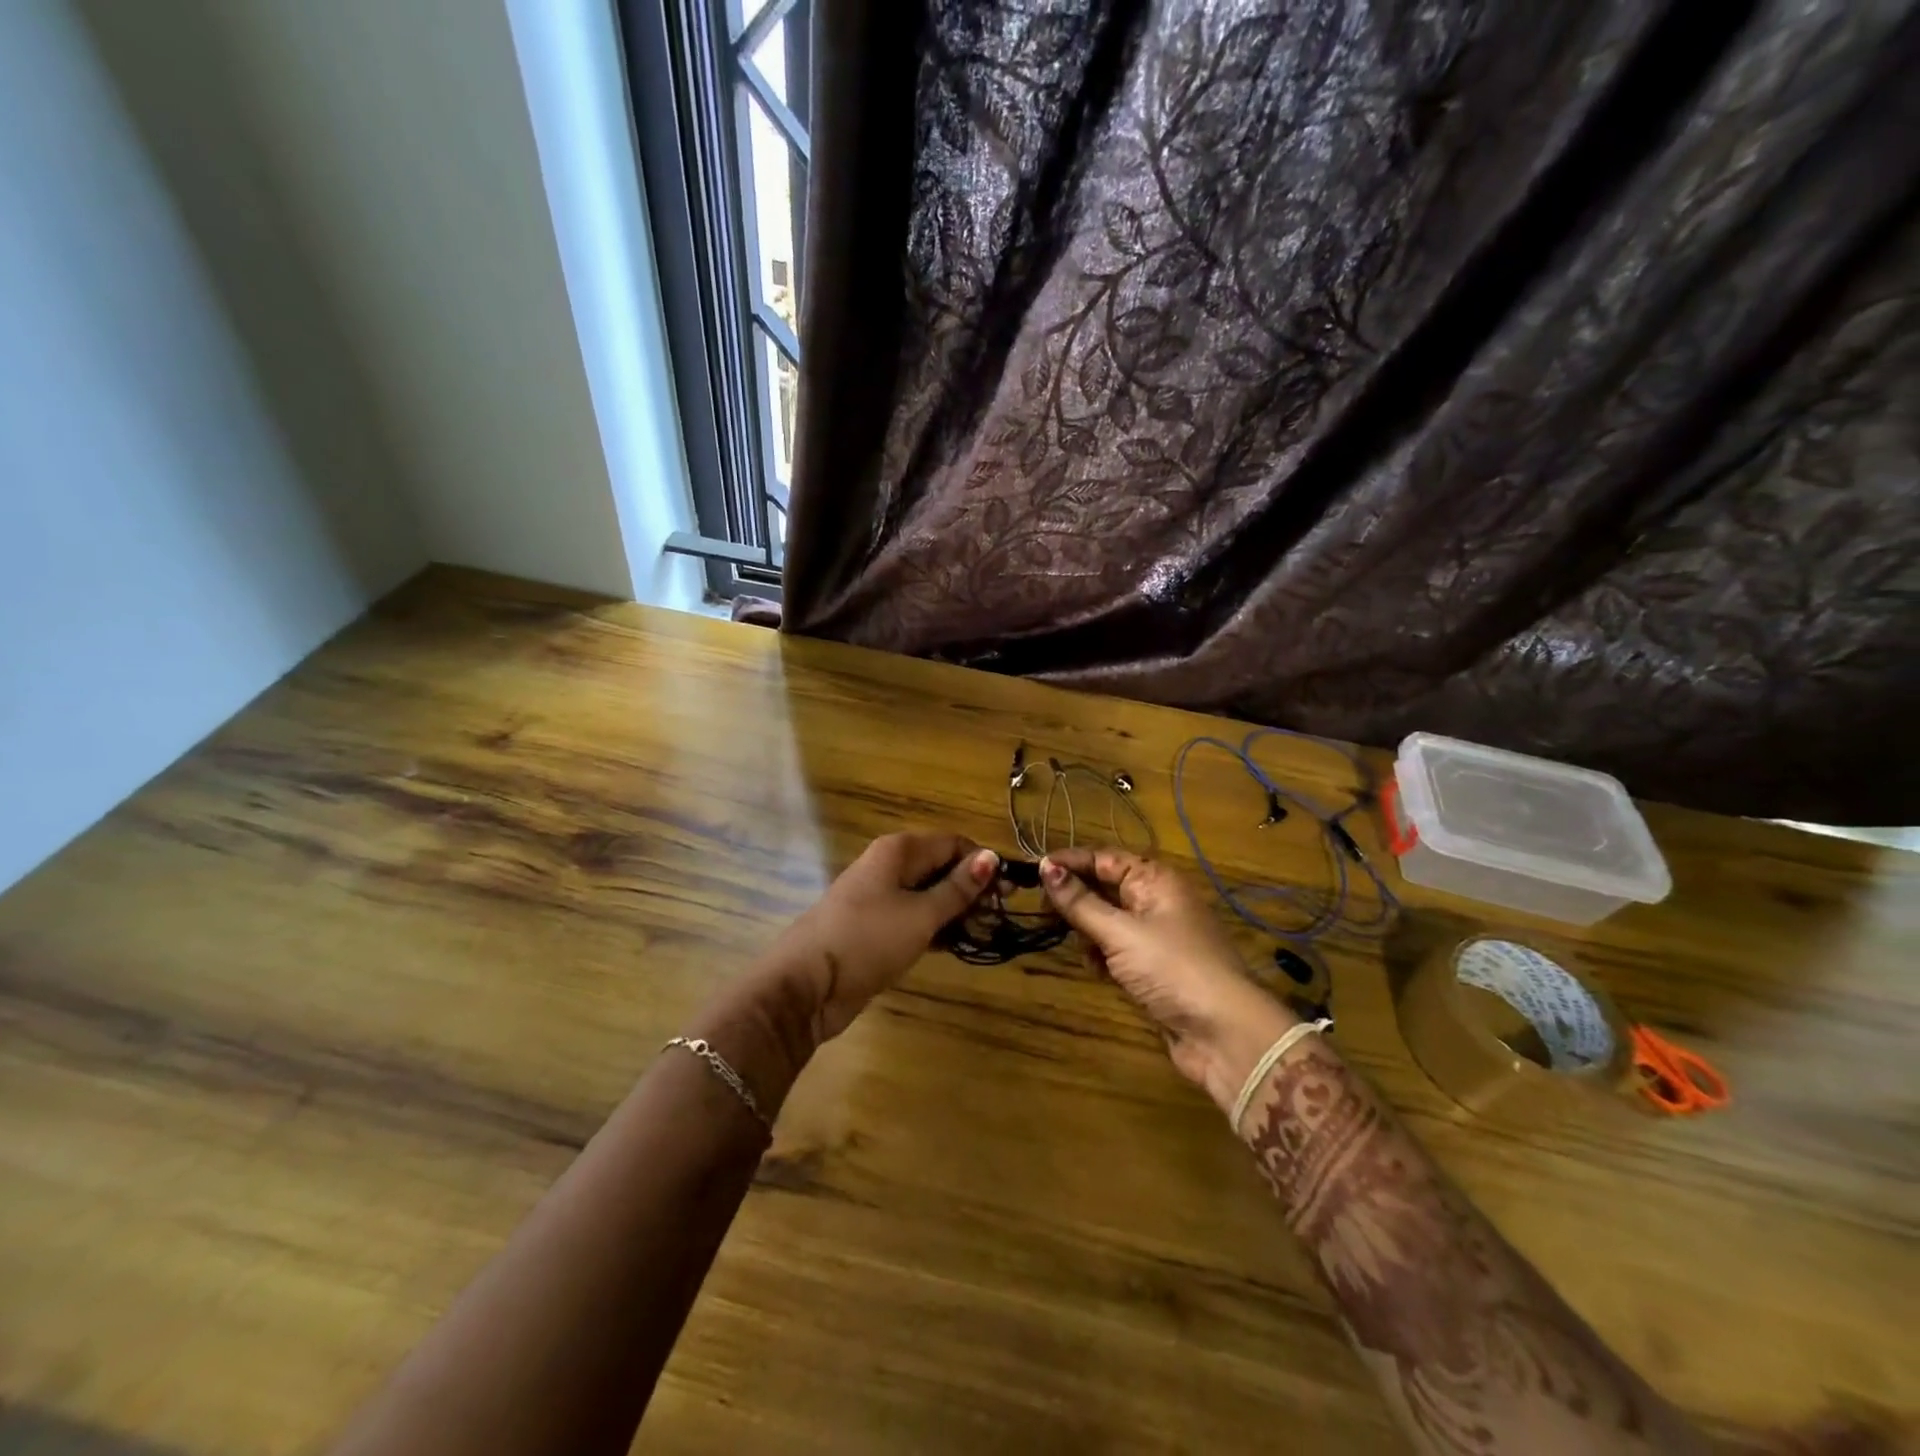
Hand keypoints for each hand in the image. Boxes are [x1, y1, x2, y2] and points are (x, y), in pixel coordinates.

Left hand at [768, 833, 997, 1042]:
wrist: (805, 984)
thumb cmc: (867, 939)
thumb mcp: (921, 914)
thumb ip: (957, 888)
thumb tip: (990, 858)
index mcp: (898, 851)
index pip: (952, 843)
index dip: (981, 863)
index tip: (1008, 892)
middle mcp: (887, 867)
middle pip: (939, 867)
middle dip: (970, 888)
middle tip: (998, 916)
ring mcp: (877, 898)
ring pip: (926, 895)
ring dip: (955, 911)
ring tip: (983, 933)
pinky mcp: (873, 928)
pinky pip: (912, 918)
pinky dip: (935, 928)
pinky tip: (956, 945)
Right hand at [1040, 847, 1296, 1112]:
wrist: (1224, 1034)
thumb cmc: (1172, 969)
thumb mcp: (1120, 932)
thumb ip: (1080, 902)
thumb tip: (1045, 867)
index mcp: (1155, 880)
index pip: (1103, 858)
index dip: (1069, 863)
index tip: (1032, 871)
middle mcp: (1157, 900)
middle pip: (1105, 887)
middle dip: (1076, 899)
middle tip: (1043, 912)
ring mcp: (1157, 935)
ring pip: (1108, 920)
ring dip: (1088, 930)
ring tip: (1075, 944)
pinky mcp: (1155, 967)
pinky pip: (1118, 949)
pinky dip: (1103, 955)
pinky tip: (1096, 969)